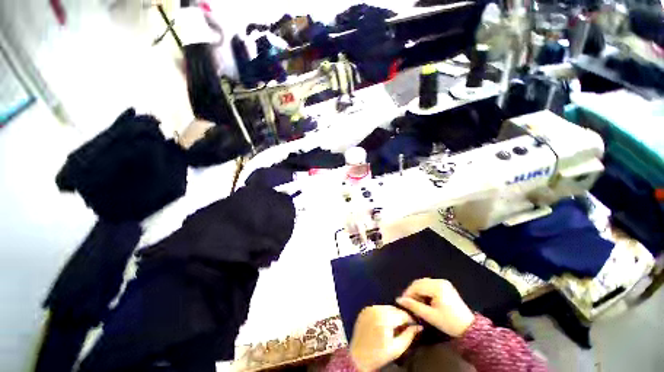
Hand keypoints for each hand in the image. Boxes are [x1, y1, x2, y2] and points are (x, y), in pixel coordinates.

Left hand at [350, 305, 422, 371]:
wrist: (358, 357)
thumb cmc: (379, 355)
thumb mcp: (397, 348)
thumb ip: (409, 335)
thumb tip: (419, 326)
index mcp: (384, 318)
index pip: (402, 314)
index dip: (410, 319)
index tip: (415, 325)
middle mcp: (376, 309)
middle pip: (395, 309)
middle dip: (401, 317)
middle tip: (405, 327)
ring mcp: (369, 308)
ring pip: (387, 307)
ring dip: (393, 314)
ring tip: (395, 326)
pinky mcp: (365, 310)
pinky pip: (378, 308)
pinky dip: (383, 314)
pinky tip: (385, 324)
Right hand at [396, 278, 474, 337]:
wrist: (469, 328)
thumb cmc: (449, 323)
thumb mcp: (430, 316)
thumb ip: (413, 306)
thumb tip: (399, 300)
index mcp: (437, 287)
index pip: (416, 286)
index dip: (408, 293)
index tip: (403, 302)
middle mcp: (440, 281)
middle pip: (419, 283)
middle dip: (412, 292)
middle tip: (409, 303)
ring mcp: (443, 282)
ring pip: (424, 283)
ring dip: (418, 292)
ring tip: (416, 303)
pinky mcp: (445, 286)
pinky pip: (430, 285)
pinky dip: (425, 291)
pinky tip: (425, 301)